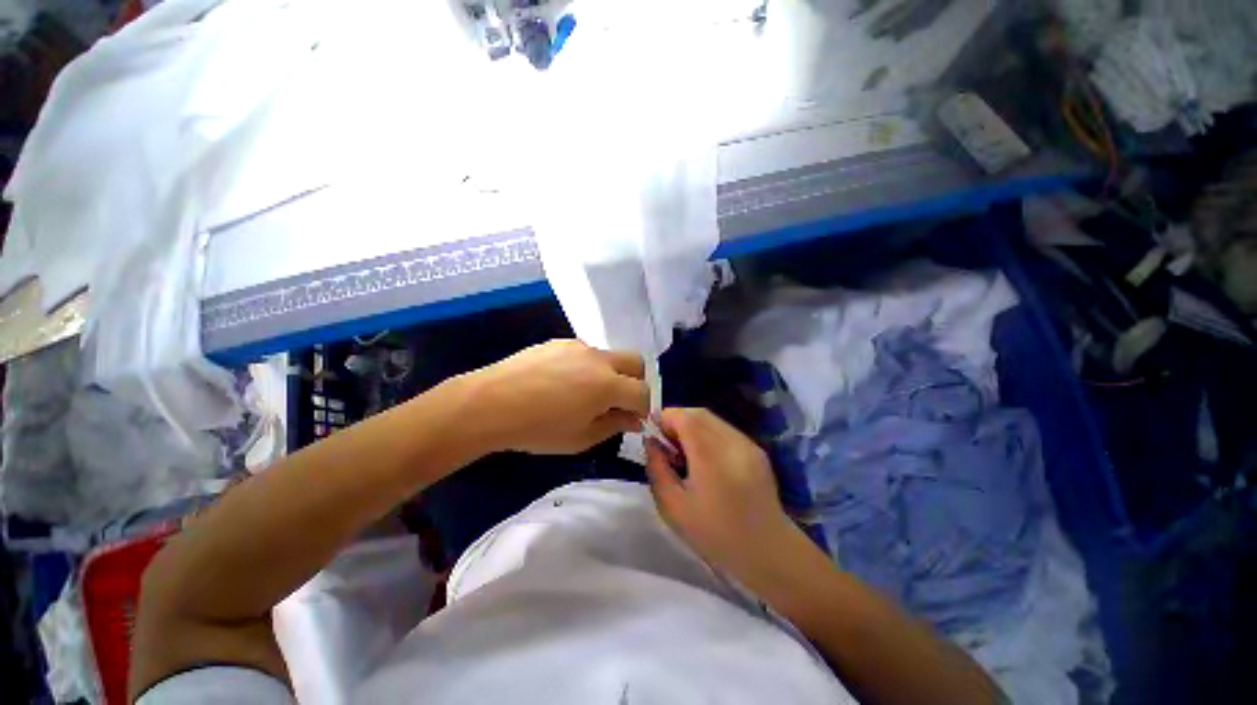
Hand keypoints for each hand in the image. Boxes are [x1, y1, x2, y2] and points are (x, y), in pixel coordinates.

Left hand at [462, 339, 649, 454]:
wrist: (490, 403)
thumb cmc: (538, 429)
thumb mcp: (581, 438)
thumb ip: (614, 425)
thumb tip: (633, 419)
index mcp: (608, 384)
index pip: (643, 391)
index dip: (644, 408)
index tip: (633, 419)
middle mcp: (599, 359)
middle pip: (635, 361)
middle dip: (636, 381)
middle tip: (619, 401)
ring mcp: (578, 347)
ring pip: (609, 356)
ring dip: (610, 373)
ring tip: (584, 394)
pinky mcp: (559, 342)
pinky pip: (584, 353)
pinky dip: (586, 367)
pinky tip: (562, 383)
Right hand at [644, 408, 801, 588]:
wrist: (768, 552)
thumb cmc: (715, 536)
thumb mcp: (673, 507)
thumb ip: (657, 469)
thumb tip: (650, 442)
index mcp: (712, 459)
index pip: (685, 418)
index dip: (665, 419)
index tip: (654, 435)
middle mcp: (733, 443)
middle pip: (699, 413)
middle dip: (677, 421)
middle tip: (667, 445)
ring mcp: (748, 444)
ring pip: (712, 419)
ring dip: (692, 426)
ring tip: (685, 453)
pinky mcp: (756, 449)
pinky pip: (725, 429)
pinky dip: (708, 434)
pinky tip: (705, 459)